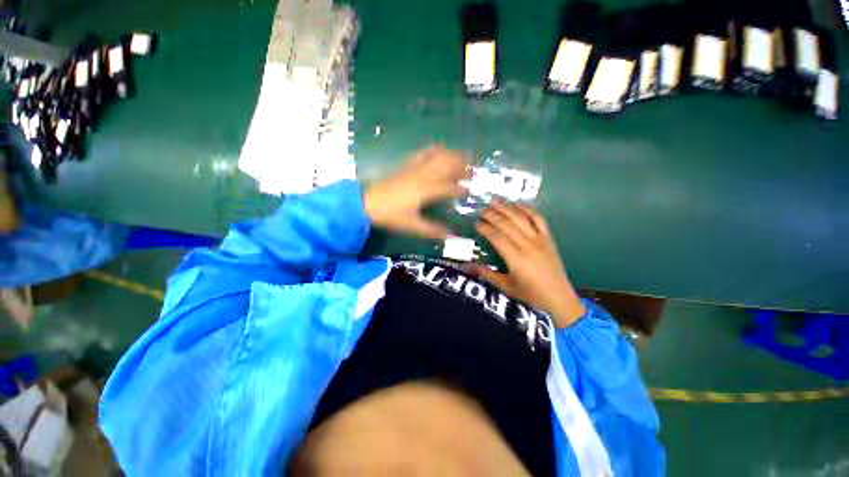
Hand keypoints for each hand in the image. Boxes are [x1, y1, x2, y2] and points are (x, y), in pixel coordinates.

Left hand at [365, 146, 469, 239]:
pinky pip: (423, 153)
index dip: (461, 189)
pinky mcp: (406, 166)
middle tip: (474, 168)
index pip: (449, 187)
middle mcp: (423, 176)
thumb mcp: (412, 225)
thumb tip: (450, 236)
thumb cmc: (391, 215)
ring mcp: (414, 169)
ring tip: (463, 157)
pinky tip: (440, 150)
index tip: (471, 191)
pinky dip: (434, 150)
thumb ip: (433, 230)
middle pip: (447, 165)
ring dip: (452, 155)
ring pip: (437, 156)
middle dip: (462, 165)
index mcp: (426, 191)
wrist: (367, 203)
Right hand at [468, 202, 585, 327]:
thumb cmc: (530, 295)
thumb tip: (467, 265)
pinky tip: (518, 204)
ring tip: (495, 201)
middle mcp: (529, 247)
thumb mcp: (505, 286)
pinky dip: (528, 209)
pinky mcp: (549, 238)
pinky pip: (539, 219)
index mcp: (517, 260)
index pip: (497, 237)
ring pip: (522, 218)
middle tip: (482, 209)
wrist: (559, 299)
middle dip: (493, 215)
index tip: (476, 223)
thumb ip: (486, 273)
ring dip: (507, 208)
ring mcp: (541, 240)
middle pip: (508, 225)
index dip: (485, 228)